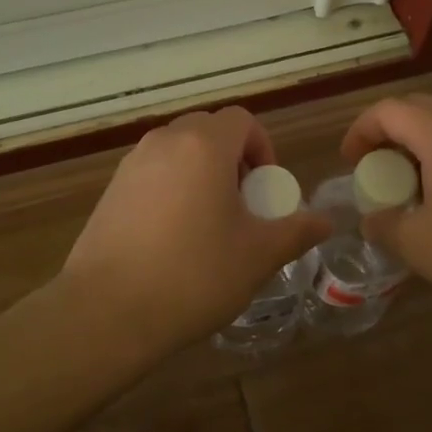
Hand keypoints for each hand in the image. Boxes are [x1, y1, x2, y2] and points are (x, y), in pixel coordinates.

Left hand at [60, 107, 329, 357]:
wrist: (106, 311)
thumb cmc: (193, 275)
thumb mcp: (257, 256)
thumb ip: (295, 232)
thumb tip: (325, 222)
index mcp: (204, 146)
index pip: (241, 120)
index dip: (262, 147)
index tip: (264, 189)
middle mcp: (165, 141)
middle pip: (208, 130)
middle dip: (232, 157)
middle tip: (241, 203)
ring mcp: (132, 163)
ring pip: (178, 149)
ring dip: (201, 170)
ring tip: (208, 221)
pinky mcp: (110, 188)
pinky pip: (152, 171)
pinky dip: (171, 186)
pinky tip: (171, 236)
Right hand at [341, 93, 431, 325]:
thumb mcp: (420, 246)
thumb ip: (384, 227)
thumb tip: (372, 220)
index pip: (387, 110)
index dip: (360, 131)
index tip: (350, 162)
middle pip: (417, 108)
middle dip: (389, 133)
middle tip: (378, 170)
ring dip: (421, 143)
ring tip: (415, 184)